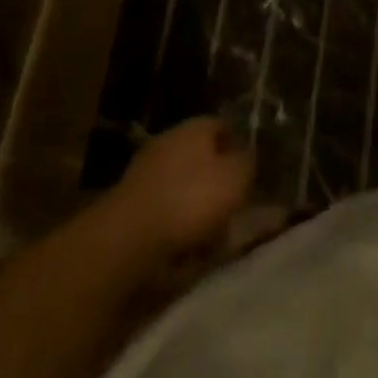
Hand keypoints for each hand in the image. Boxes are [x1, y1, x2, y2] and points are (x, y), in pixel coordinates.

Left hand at [111, 117, 254, 257]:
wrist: (127, 240)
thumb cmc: (190, 199)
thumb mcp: (236, 178)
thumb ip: (248, 164)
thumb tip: (247, 159)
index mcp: (194, 127)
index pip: (223, 127)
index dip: (238, 148)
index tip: (250, 173)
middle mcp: (168, 142)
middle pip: (201, 158)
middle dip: (217, 181)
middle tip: (234, 207)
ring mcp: (145, 174)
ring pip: (182, 187)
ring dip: (196, 208)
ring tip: (213, 237)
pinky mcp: (129, 207)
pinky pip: (164, 213)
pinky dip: (175, 228)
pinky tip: (186, 251)